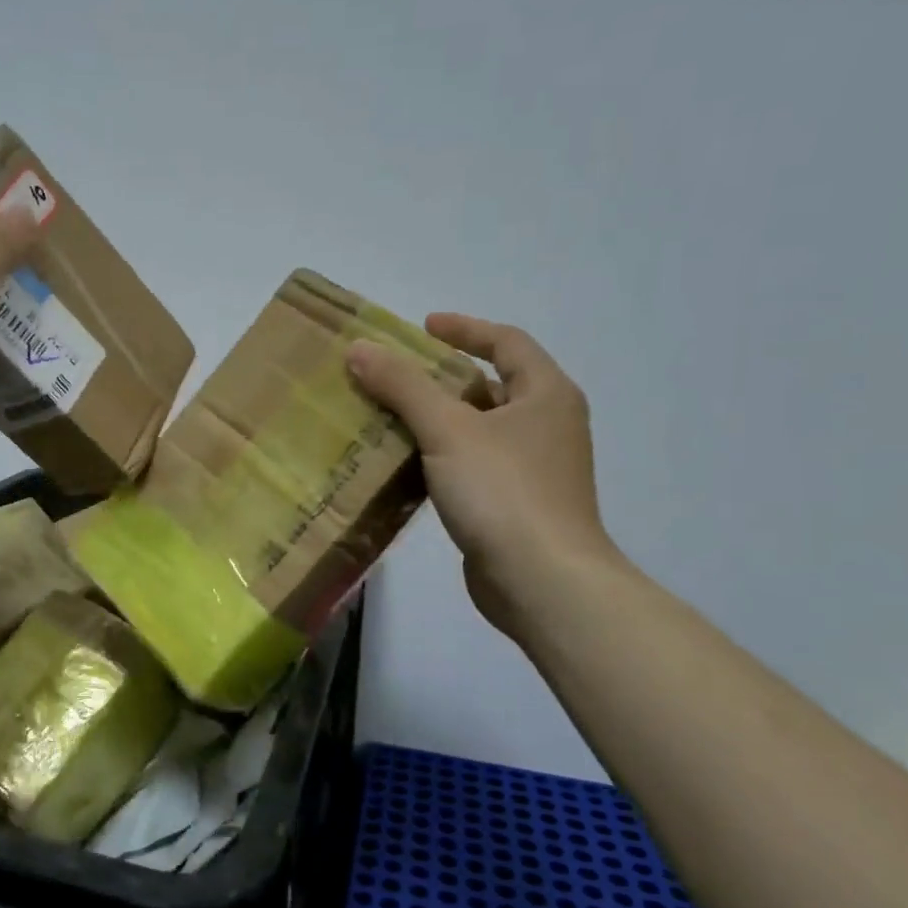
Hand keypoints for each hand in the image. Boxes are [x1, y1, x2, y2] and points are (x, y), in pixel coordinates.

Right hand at [347, 315, 619, 639]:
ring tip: (388, 417)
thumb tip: (360, 349)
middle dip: (443, 378)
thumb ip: (403, 386)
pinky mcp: (515, 505)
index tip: (423, 327)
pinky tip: (404, 467)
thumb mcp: (447, 430)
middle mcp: (547, 425)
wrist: (542, 581)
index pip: (507, 342)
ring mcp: (534, 468)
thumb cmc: (503, 491)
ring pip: (478, 429)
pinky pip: (472, 465)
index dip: (465, 329)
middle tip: (395, 375)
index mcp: (546, 395)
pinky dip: (440, 457)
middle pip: (491, 385)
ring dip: (437, 420)